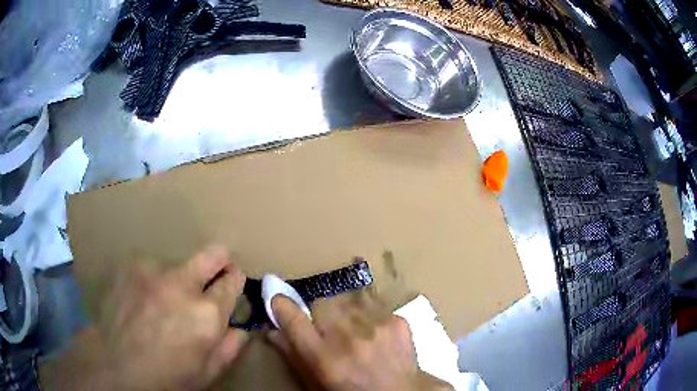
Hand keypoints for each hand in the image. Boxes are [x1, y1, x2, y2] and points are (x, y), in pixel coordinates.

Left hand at [40, 246, 248, 390]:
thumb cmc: (166, 376)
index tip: (231, 282)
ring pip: (175, 264)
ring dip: (174, 279)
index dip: (234, 280)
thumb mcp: (206, 373)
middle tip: (212, 272)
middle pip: (212, 254)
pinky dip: (150, 280)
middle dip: (220, 260)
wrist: (115, 363)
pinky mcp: (129, 265)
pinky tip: (139, 299)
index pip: (232, 280)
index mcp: (207, 314)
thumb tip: (241, 328)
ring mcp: (151, 271)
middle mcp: (182, 284)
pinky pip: (148, 267)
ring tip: (159, 301)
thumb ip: (229, 348)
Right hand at [267, 293, 452, 390]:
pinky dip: (368, 317)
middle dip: (319, 315)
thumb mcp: (317, 384)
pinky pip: (372, 307)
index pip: (294, 320)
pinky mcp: (398, 321)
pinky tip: (374, 335)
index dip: (282, 306)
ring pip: (347, 302)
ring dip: (344, 315)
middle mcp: (350, 339)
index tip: (278, 301)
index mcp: (325, 359)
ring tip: (353, 334)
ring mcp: (378, 328)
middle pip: (322, 303)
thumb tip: (272, 331)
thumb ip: (293, 357)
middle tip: (327, 331)